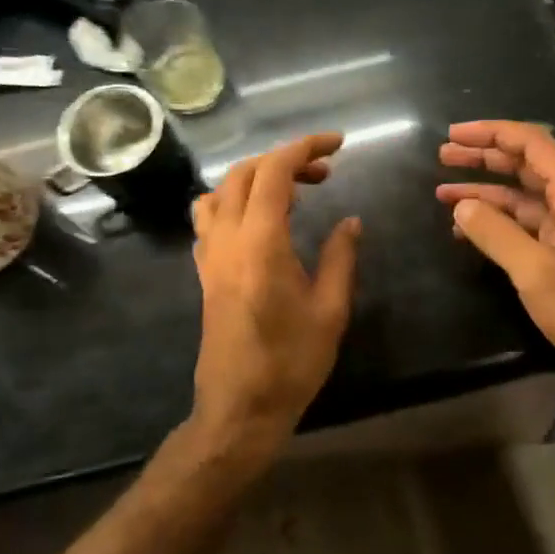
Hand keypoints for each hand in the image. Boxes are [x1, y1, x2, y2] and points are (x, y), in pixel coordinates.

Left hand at [189, 133, 361, 466]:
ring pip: (221, 191)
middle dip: (285, 160)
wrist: (239, 408)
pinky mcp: (204, 273)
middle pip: (244, 173)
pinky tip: (261, 223)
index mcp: (260, 242)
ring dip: (255, 178)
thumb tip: (350, 221)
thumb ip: (340, 257)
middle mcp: (227, 239)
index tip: (338, 144)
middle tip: (324, 173)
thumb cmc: (290, 362)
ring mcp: (209, 256)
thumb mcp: (330, 310)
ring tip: (291, 193)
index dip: (305, 147)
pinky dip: (235, 202)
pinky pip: (210, 219)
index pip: (274, 171)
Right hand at [438, 120, 554, 395]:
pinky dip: (495, 224)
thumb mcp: (537, 272)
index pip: (532, 145)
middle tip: (443, 156)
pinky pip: (524, 227)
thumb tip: (462, 206)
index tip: (454, 134)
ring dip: (484, 192)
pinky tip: (465, 230)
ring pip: (521, 198)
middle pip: (525, 166)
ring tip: (442, 192)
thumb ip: (496, 234)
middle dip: (484, 158)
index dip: (492, 134)